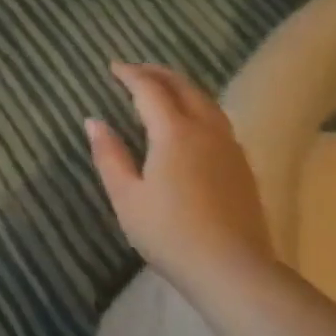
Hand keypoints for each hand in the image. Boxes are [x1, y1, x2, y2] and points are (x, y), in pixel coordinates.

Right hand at [86, 62, 273, 294]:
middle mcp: (206, 129)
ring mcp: (229, 147)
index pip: (150, 90)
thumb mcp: (126, 197)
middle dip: (158, 74)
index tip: (112, 67)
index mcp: (174, 132)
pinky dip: (198, 107)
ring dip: (181, 88)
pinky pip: (217, 120)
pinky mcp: (242, 166)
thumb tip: (94, 121)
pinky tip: (191, 123)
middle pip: (183, 87)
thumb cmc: (169, 233)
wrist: (232, 269)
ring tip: (163, 89)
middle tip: (135, 71)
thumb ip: (109, 155)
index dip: (130, 75)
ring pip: (206, 102)